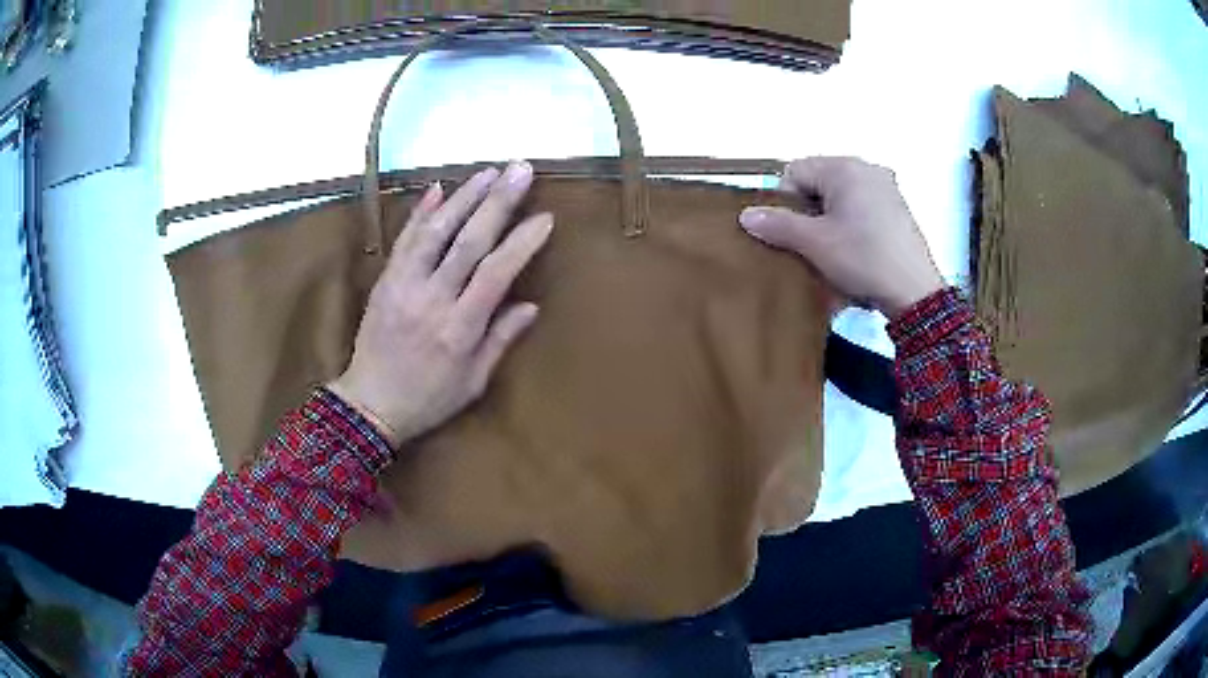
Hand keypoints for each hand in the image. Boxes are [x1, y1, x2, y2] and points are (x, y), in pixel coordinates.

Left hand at [328, 161, 551, 447]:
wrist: (369, 405)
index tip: (545, 216)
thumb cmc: (428, 399)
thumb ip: (500, 340)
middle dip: (497, 202)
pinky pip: (404, 240)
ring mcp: (404, 285)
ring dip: (464, 197)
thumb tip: (530, 305)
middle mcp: (432, 299)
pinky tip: (437, 188)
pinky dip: (421, 212)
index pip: (495, 273)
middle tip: (520, 169)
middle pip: (468, 241)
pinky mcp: (385, 280)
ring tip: (489, 172)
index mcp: (459, 329)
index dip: (522, 242)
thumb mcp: (473, 382)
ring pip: (436, 232)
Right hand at [739, 157, 944, 317]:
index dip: (784, 202)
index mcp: (844, 167)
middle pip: (819, 184)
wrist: (914, 292)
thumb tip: (746, 215)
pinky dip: (851, 226)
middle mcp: (866, 168)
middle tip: (809, 245)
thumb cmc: (862, 258)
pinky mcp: (897, 209)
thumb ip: (778, 224)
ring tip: (831, 253)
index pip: (795, 172)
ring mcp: (886, 188)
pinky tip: (854, 252)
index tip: (790, 233)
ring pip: (840, 199)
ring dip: (828, 222)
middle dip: (808, 214)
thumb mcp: (815, 243)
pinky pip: (861, 209)